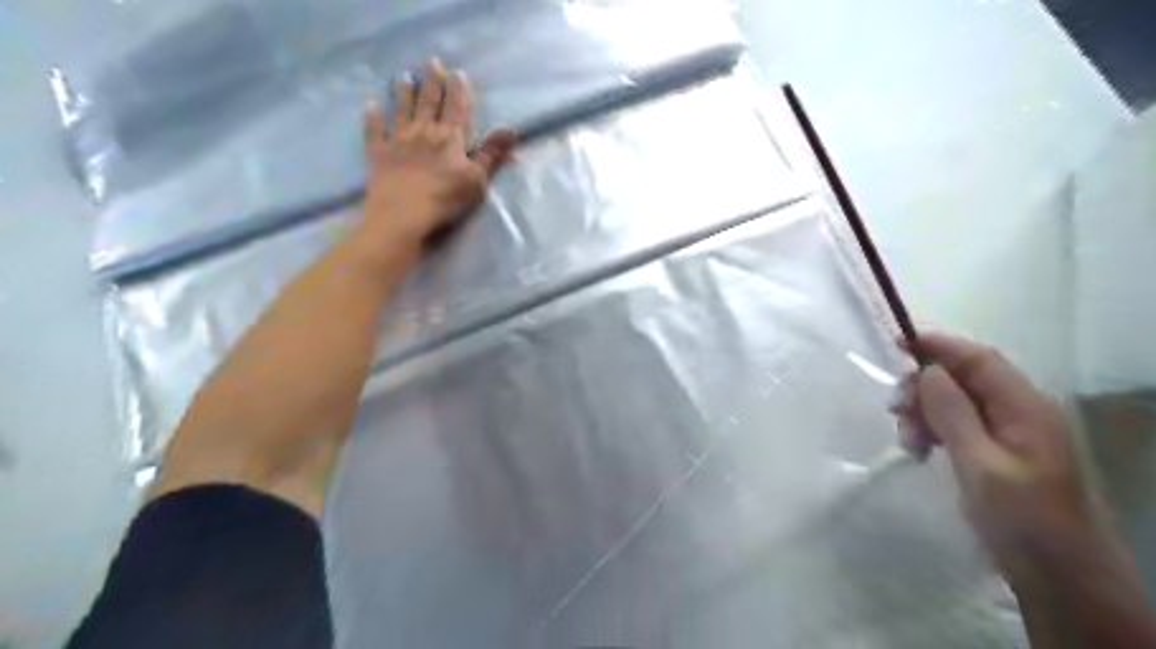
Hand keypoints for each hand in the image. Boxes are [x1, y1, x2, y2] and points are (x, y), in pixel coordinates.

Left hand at [360, 59, 514, 253]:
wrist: (403, 215)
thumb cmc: (445, 199)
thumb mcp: (477, 179)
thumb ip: (492, 154)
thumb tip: (511, 129)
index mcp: (449, 138)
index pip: (456, 108)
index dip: (458, 90)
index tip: (457, 72)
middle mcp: (423, 132)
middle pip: (429, 102)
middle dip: (432, 82)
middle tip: (432, 63)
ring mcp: (398, 141)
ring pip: (401, 110)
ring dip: (403, 92)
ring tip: (404, 77)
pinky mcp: (378, 154)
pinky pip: (374, 131)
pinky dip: (372, 117)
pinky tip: (370, 106)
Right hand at [893, 337, 1098, 586]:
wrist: (1060, 577)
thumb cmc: (1023, 519)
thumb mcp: (980, 464)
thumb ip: (953, 414)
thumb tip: (928, 371)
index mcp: (1024, 409)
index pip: (978, 359)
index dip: (938, 346)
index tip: (895, 344)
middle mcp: (1019, 413)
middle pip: (963, 379)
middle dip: (924, 387)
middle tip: (894, 409)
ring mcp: (1009, 435)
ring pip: (955, 404)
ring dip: (924, 412)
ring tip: (906, 439)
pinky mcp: (997, 454)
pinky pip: (957, 427)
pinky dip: (933, 432)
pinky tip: (917, 450)